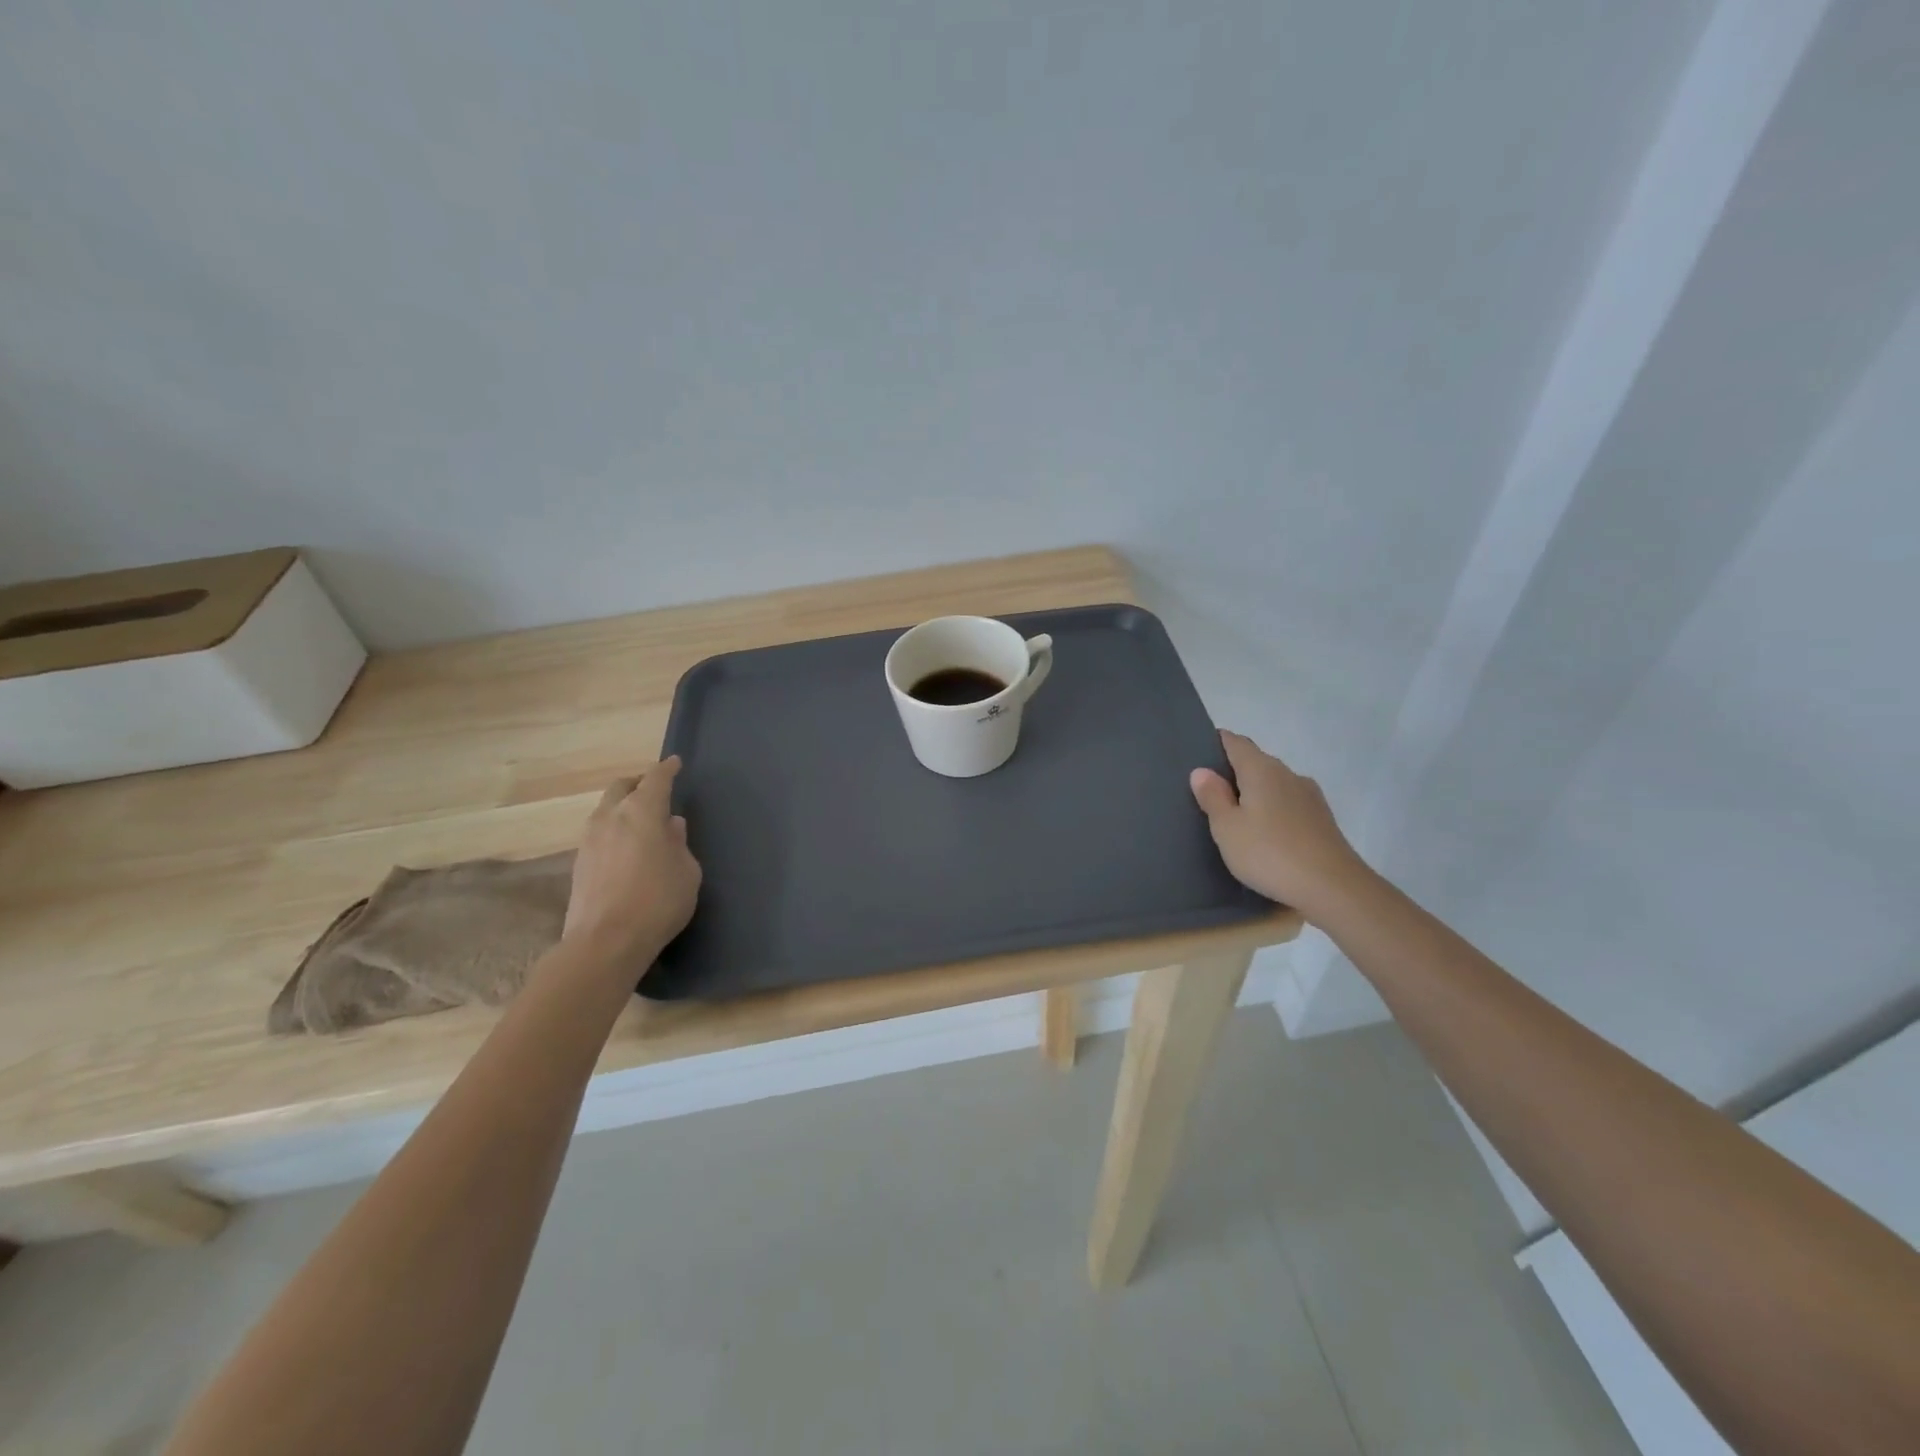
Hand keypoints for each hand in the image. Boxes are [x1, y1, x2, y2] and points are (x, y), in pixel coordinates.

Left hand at [564, 758, 702, 959]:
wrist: (604, 942)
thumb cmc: (658, 900)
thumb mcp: (687, 871)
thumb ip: (679, 844)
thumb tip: (670, 827)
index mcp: (642, 811)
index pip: (656, 778)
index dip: (667, 769)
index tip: (675, 763)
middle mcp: (611, 816)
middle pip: (622, 787)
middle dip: (638, 783)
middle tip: (655, 790)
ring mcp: (589, 840)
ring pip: (606, 809)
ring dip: (623, 808)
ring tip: (641, 822)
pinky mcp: (579, 863)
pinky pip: (599, 833)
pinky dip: (614, 830)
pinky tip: (626, 847)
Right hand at [1189, 731, 1371, 915]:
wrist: (1334, 889)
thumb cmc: (1270, 853)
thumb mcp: (1227, 828)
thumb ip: (1213, 797)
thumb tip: (1202, 771)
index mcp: (1261, 769)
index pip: (1235, 742)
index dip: (1216, 743)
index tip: (1198, 754)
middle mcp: (1288, 774)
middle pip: (1256, 762)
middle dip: (1233, 772)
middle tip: (1208, 793)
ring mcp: (1309, 796)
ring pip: (1274, 784)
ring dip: (1254, 794)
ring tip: (1235, 817)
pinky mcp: (1322, 820)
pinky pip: (1288, 805)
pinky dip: (1272, 811)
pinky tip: (1264, 834)